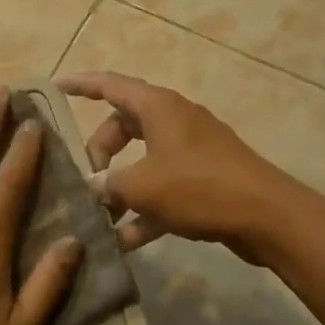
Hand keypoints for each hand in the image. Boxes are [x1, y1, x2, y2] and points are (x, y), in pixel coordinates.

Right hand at [58, 71, 299, 260]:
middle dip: (100, 152)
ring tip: (100, 215)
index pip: (110, 85)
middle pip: (123, 126)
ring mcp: (191, 149)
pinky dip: (145, 206)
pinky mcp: (205, 177)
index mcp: (157, 107)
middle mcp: (173, 120)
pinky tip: (126, 240)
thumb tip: (91, 188)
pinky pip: (163, 185)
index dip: (81, 85)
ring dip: (121, 185)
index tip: (57, 87)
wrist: (268, 216)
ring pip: (143, 159)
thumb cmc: (199, 186)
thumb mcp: (142, 186)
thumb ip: (108, 185)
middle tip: (88, 179)